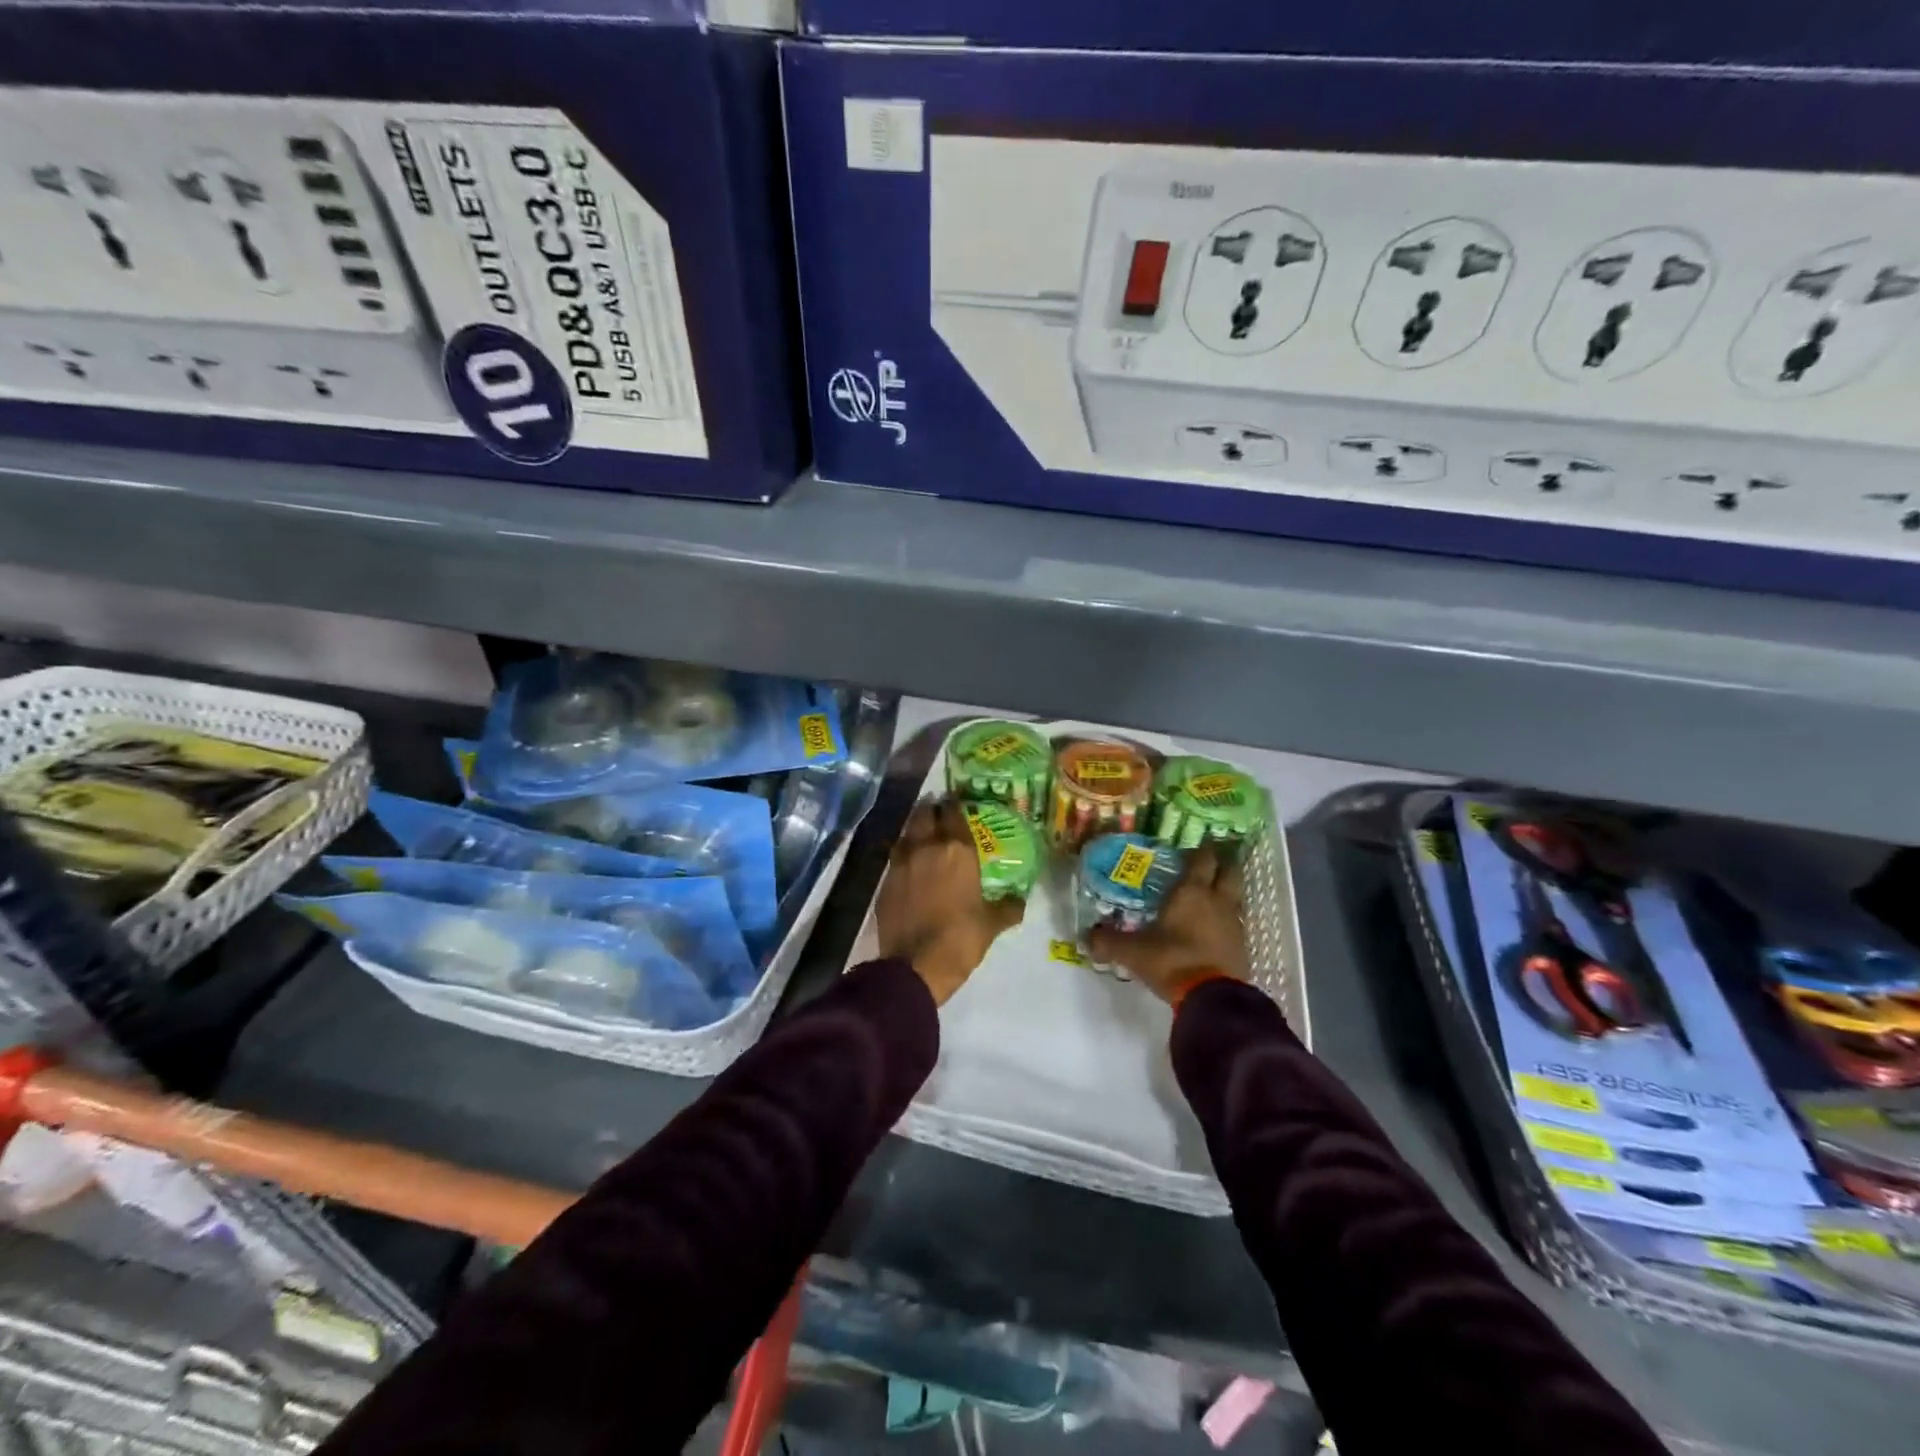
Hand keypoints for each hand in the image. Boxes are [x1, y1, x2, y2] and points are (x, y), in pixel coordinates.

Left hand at [877, 800, 1024, 1006]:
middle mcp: (926, 847)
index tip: (958, 804)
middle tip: (940, 813)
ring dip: (915, 828)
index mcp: (957, 850)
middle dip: (932, 810)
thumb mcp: (991, 924)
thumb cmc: (960, 939)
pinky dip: (903, 853)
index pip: (953, 813)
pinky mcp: (885, 880)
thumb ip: (1008, 907)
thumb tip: (1020, 901)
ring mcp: (901, 862)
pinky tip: (910, 862)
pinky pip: (895, 856)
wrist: (915, 965)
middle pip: (925, 814)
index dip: (955, 806)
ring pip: (907, 832)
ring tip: (924, 833)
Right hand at [1087, 844, 1248, 1003]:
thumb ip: (1108, 941)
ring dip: (1226, 891)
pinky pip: (1236, 922)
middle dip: (1221, 863)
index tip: (1191, 847)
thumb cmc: (1172, 961)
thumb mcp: (1133, 951)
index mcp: (1192, 891)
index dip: (1199, 849)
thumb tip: (1087, 936)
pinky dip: (1227, 920)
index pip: (1203, 858)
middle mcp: (1218, 900)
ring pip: (1236, 896)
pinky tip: (1213, 928)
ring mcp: (1234, 923)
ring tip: (1209, 895)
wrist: (1213, 998)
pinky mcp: (1243, 947)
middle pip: (1230, 870)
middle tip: (1206, 864)